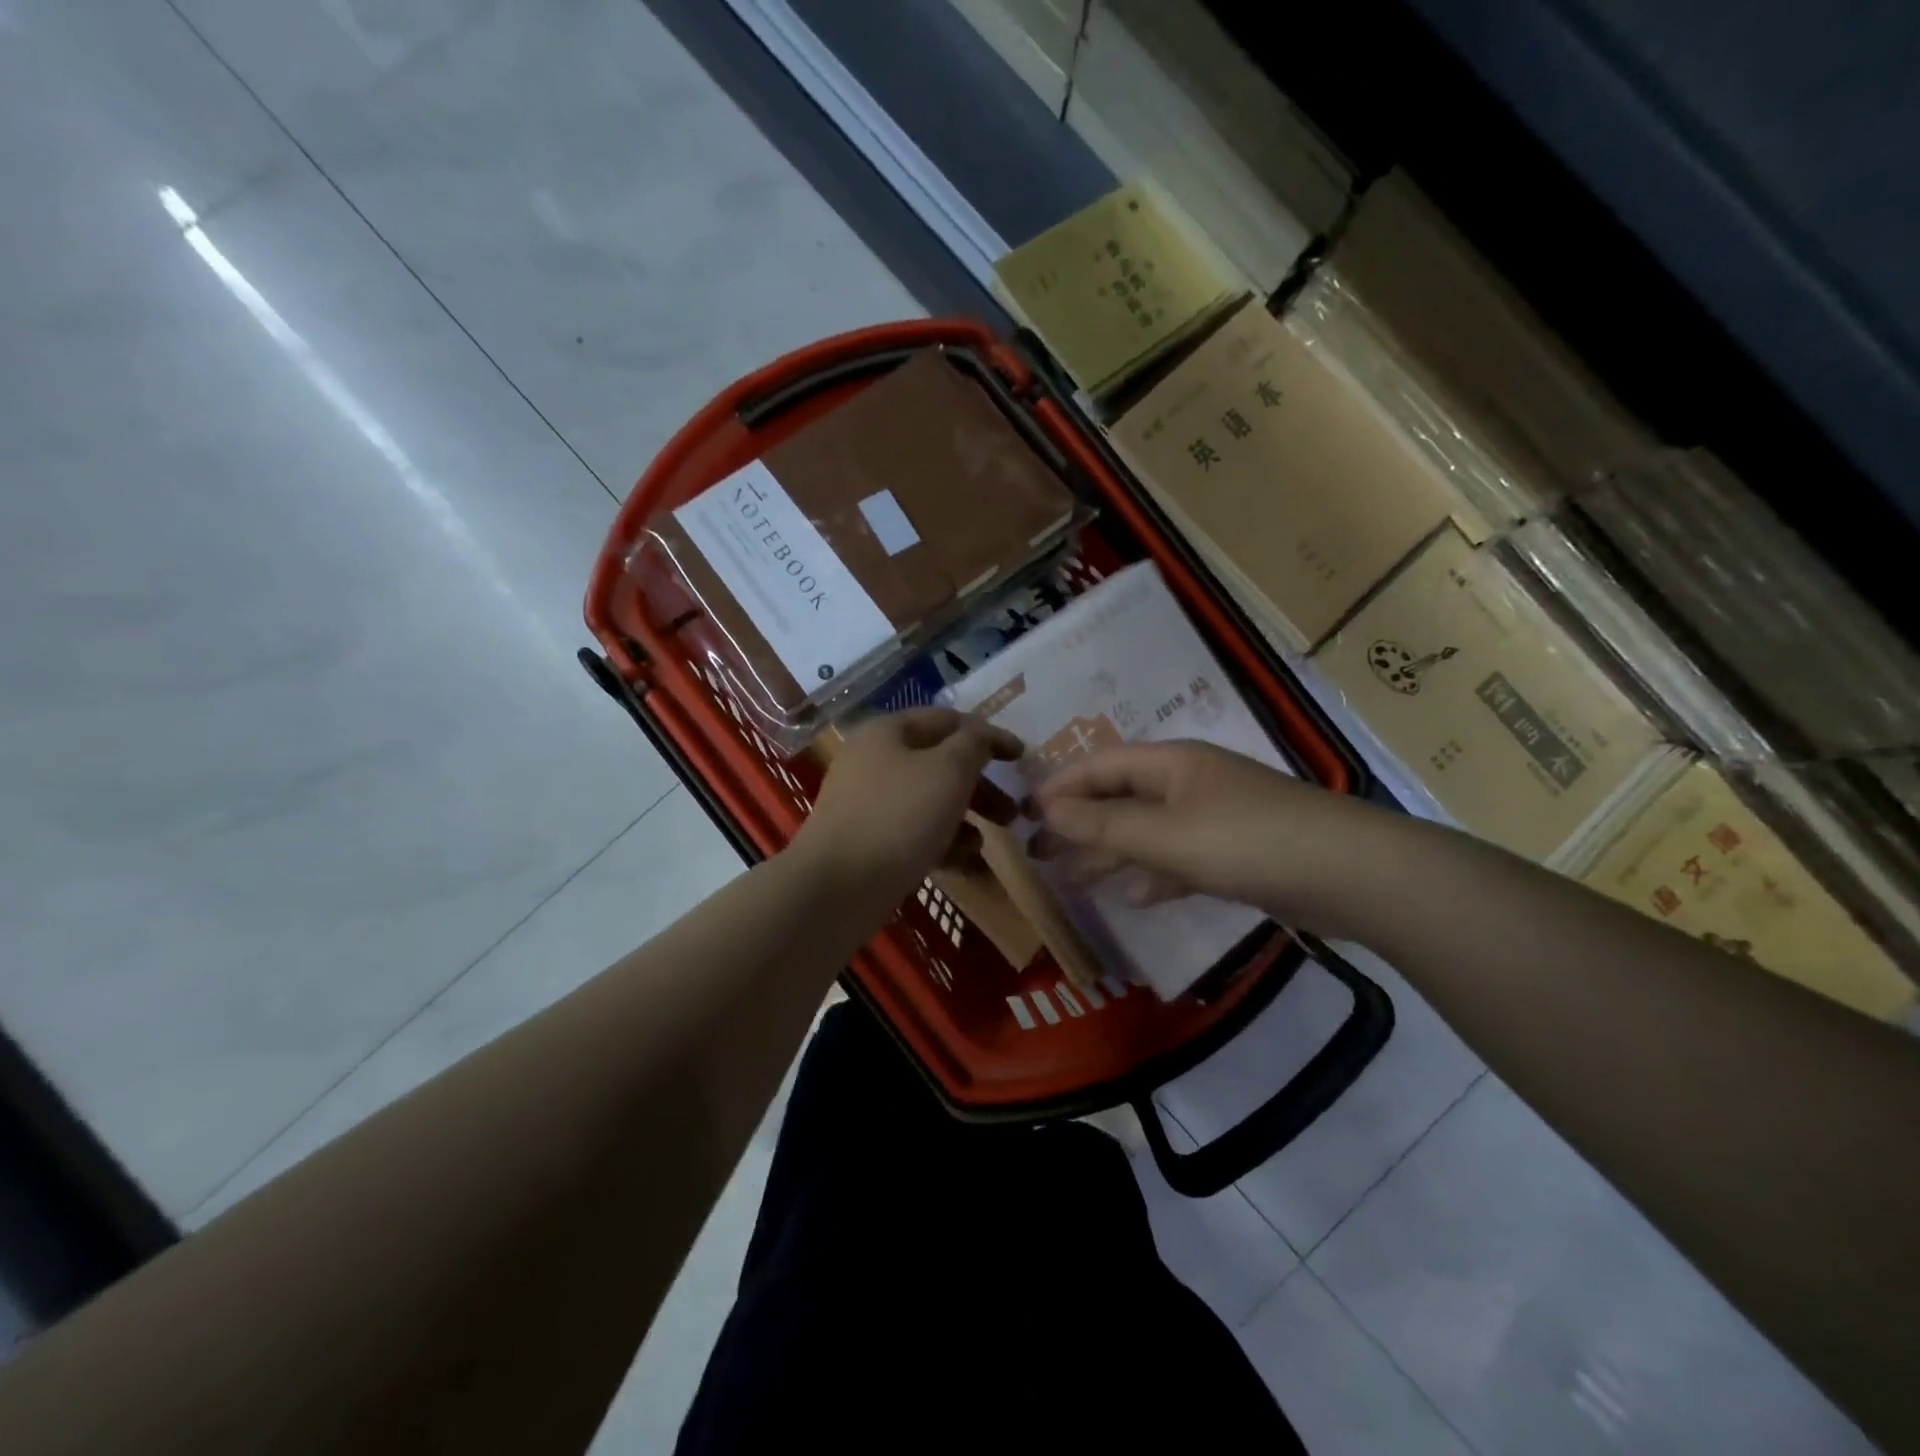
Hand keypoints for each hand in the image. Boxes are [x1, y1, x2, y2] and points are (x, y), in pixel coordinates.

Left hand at [795, 709, 1022, 909]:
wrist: (837, 887)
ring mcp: (868, 802)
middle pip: (940, 763)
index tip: (1022, 758)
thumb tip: (981, 737)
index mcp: (888, 731)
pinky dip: (941, 841)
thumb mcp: (949, 770)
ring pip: (930, 800)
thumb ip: (974, 745)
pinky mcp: (868, 839)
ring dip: (965, 817)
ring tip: (988, 841)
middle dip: (980, 786)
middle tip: (1012, 811)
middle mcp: (874, 760)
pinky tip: (963, 862)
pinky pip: (914, 831)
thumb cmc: (899, 817)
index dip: (989, 735)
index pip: (949, 720)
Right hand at [1032, 741, 1389, 933]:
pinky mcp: (1236, 852)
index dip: (1060, 786)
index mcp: (1170, 764)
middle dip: (1079, 822)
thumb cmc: (1246, 842)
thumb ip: (1104, 824)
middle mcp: (1189, 782)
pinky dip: (1155, 874)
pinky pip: (1180, 858)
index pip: (1100, 765)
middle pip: (1120, 796)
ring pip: (1147, 830)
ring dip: (1110, 852)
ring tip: (1072, 879)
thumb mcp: (1165, 834)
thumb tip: (1047, 809)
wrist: (1351, 874)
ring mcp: (1215, 816)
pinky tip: (1137, 897)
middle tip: (1039, 852)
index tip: (1022, 814)